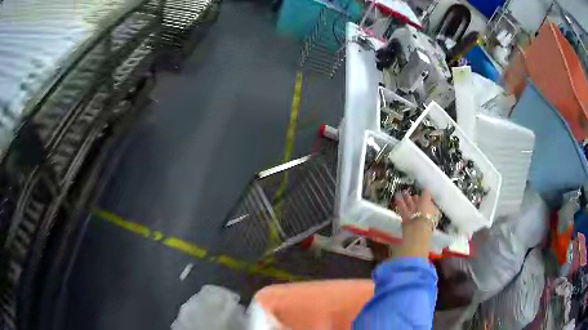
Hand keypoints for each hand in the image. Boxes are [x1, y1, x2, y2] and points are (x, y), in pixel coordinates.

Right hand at [393, 190, 438, 258]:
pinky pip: (403, 209)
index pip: (425, 202)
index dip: (421, 197)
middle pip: (417, 204)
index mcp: (429, 210)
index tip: (418, 191)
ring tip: (402, 191)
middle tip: (407, 191)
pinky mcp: (405, 219)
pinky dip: (400, 203)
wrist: (417, 229)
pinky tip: (397, 196)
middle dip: (412, 198)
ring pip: (409, 207)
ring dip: (406, 199)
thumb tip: (426, 188)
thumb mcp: (427, 202)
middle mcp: (421, 213)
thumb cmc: (425, 215)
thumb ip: (426, 195)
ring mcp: (413, 217)